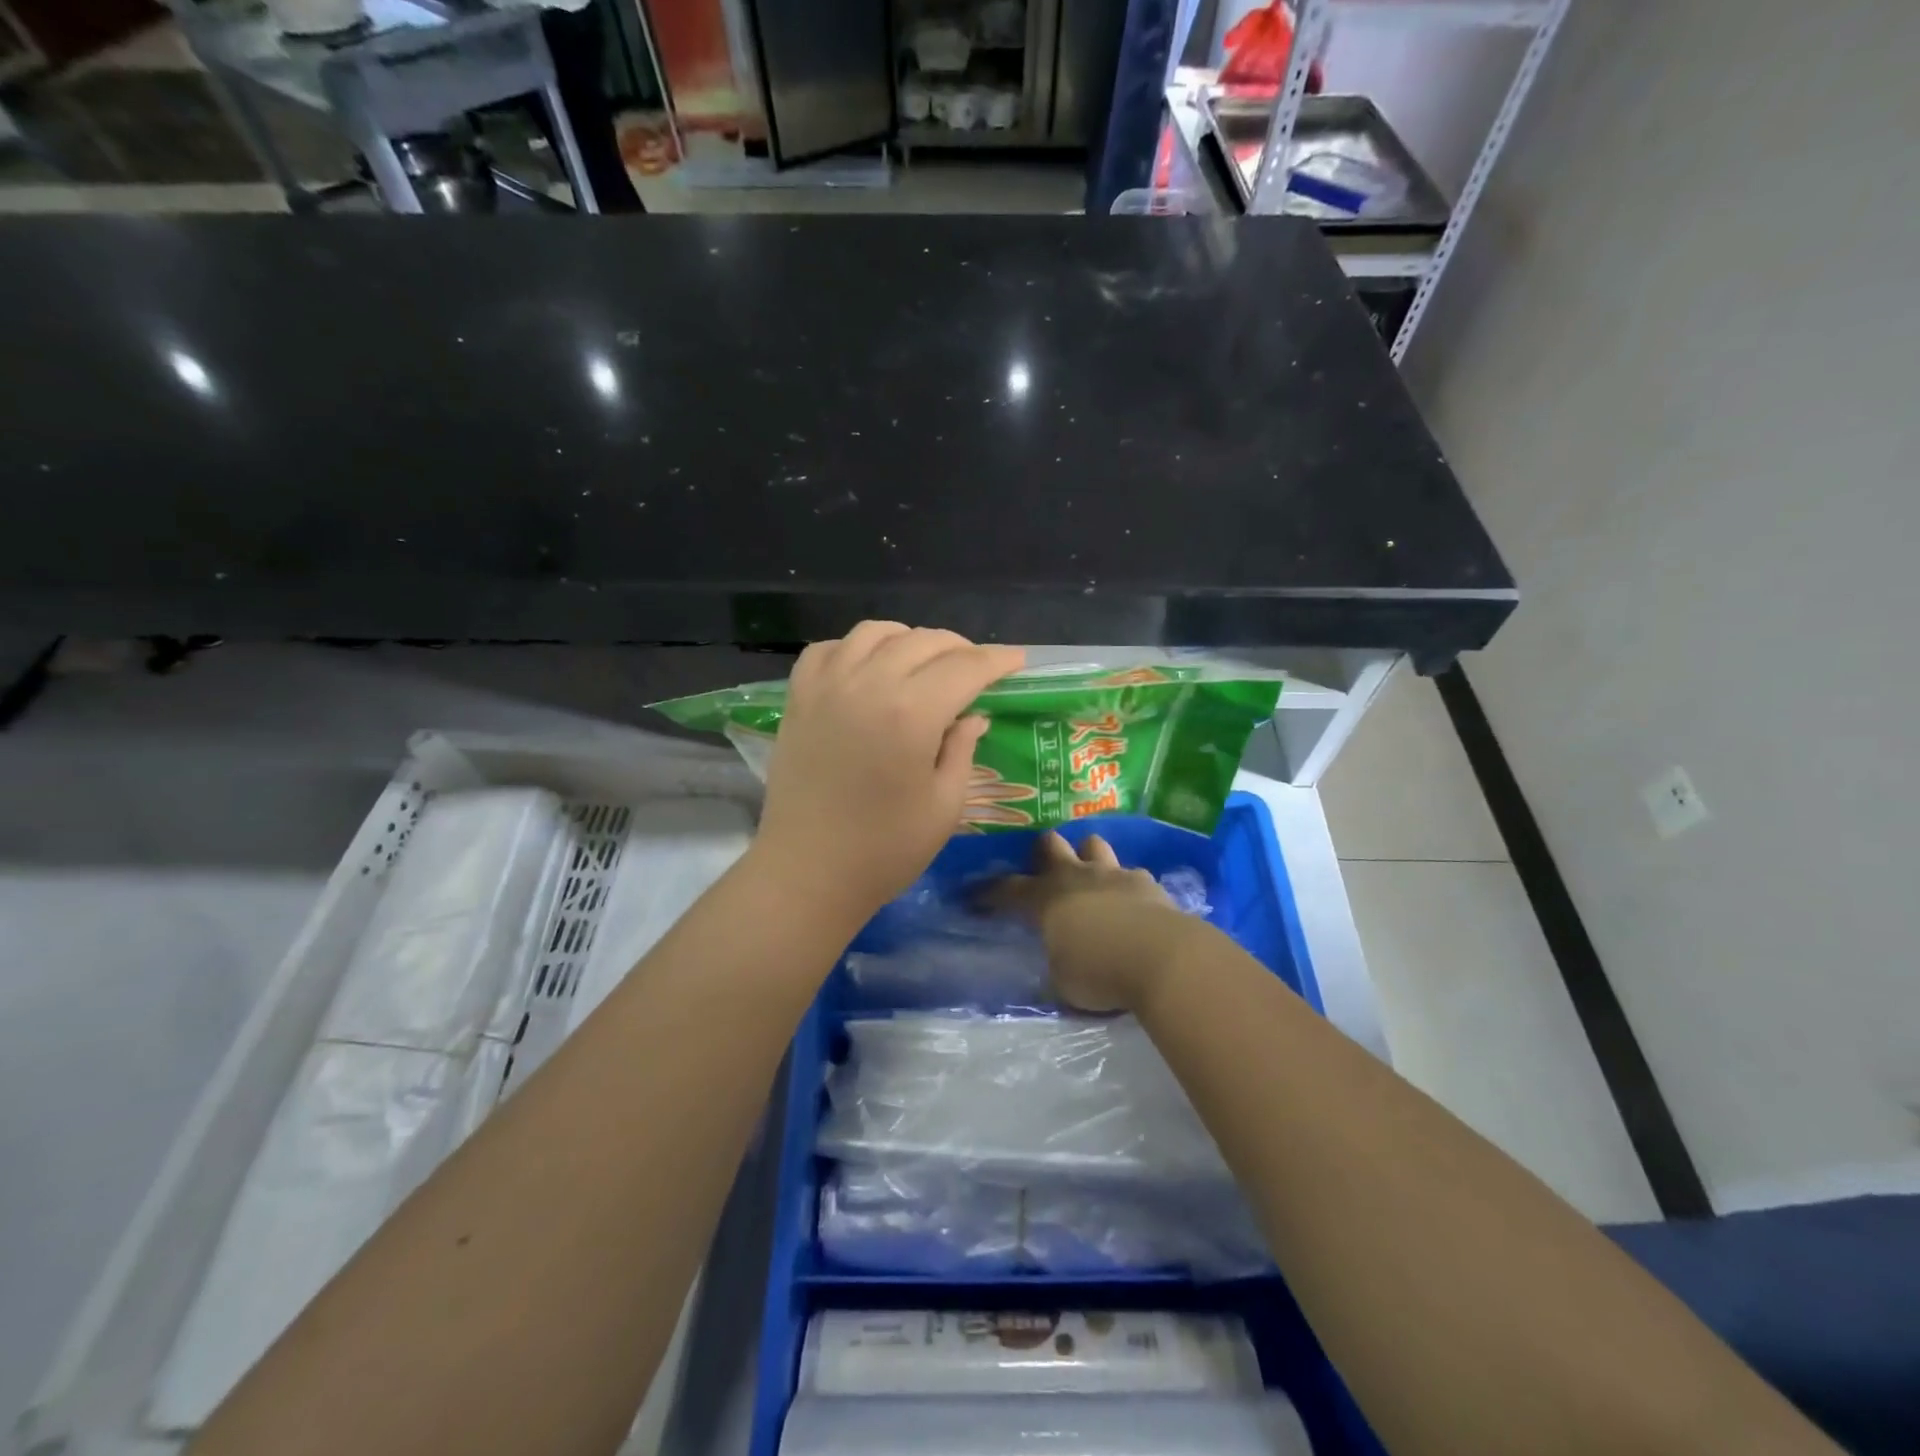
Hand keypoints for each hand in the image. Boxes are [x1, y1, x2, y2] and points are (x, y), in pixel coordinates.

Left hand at [753, 622, 1024, 921]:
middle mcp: (868, 684)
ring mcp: (827, 686)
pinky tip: (868, 668)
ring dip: (909, 640)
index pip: (965, 667)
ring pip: (875, 632)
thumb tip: (974, 714)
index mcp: (911, 713)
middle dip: (960, 648)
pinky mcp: (798, 698)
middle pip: (923, 641)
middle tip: (977, 669)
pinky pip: (830, 648)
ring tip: (924, 663)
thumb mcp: (944, 805)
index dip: (997, 660)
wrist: (807, 872)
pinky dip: (856, 648)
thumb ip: (963, 749)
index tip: (1016, 661)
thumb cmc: (885, 850)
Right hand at [992, 832, 1194, 1012]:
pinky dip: (1126, 884)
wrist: (1163, 958)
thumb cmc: (1101, 973)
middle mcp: (1077, 877)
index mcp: (1047, 899)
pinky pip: (1131, 873)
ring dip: (1087, 856)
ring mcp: (1114, 874)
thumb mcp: (1063, 981)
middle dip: (1043, 852)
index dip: (990, 892)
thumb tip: (1057, 961)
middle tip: (1043, 869)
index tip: (976, 895)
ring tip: (1089, 876)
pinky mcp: (1147, 882)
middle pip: (1051, 844)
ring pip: (1093, 844)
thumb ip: (1056, 964)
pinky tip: (1130, 902)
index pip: (1009, 888)